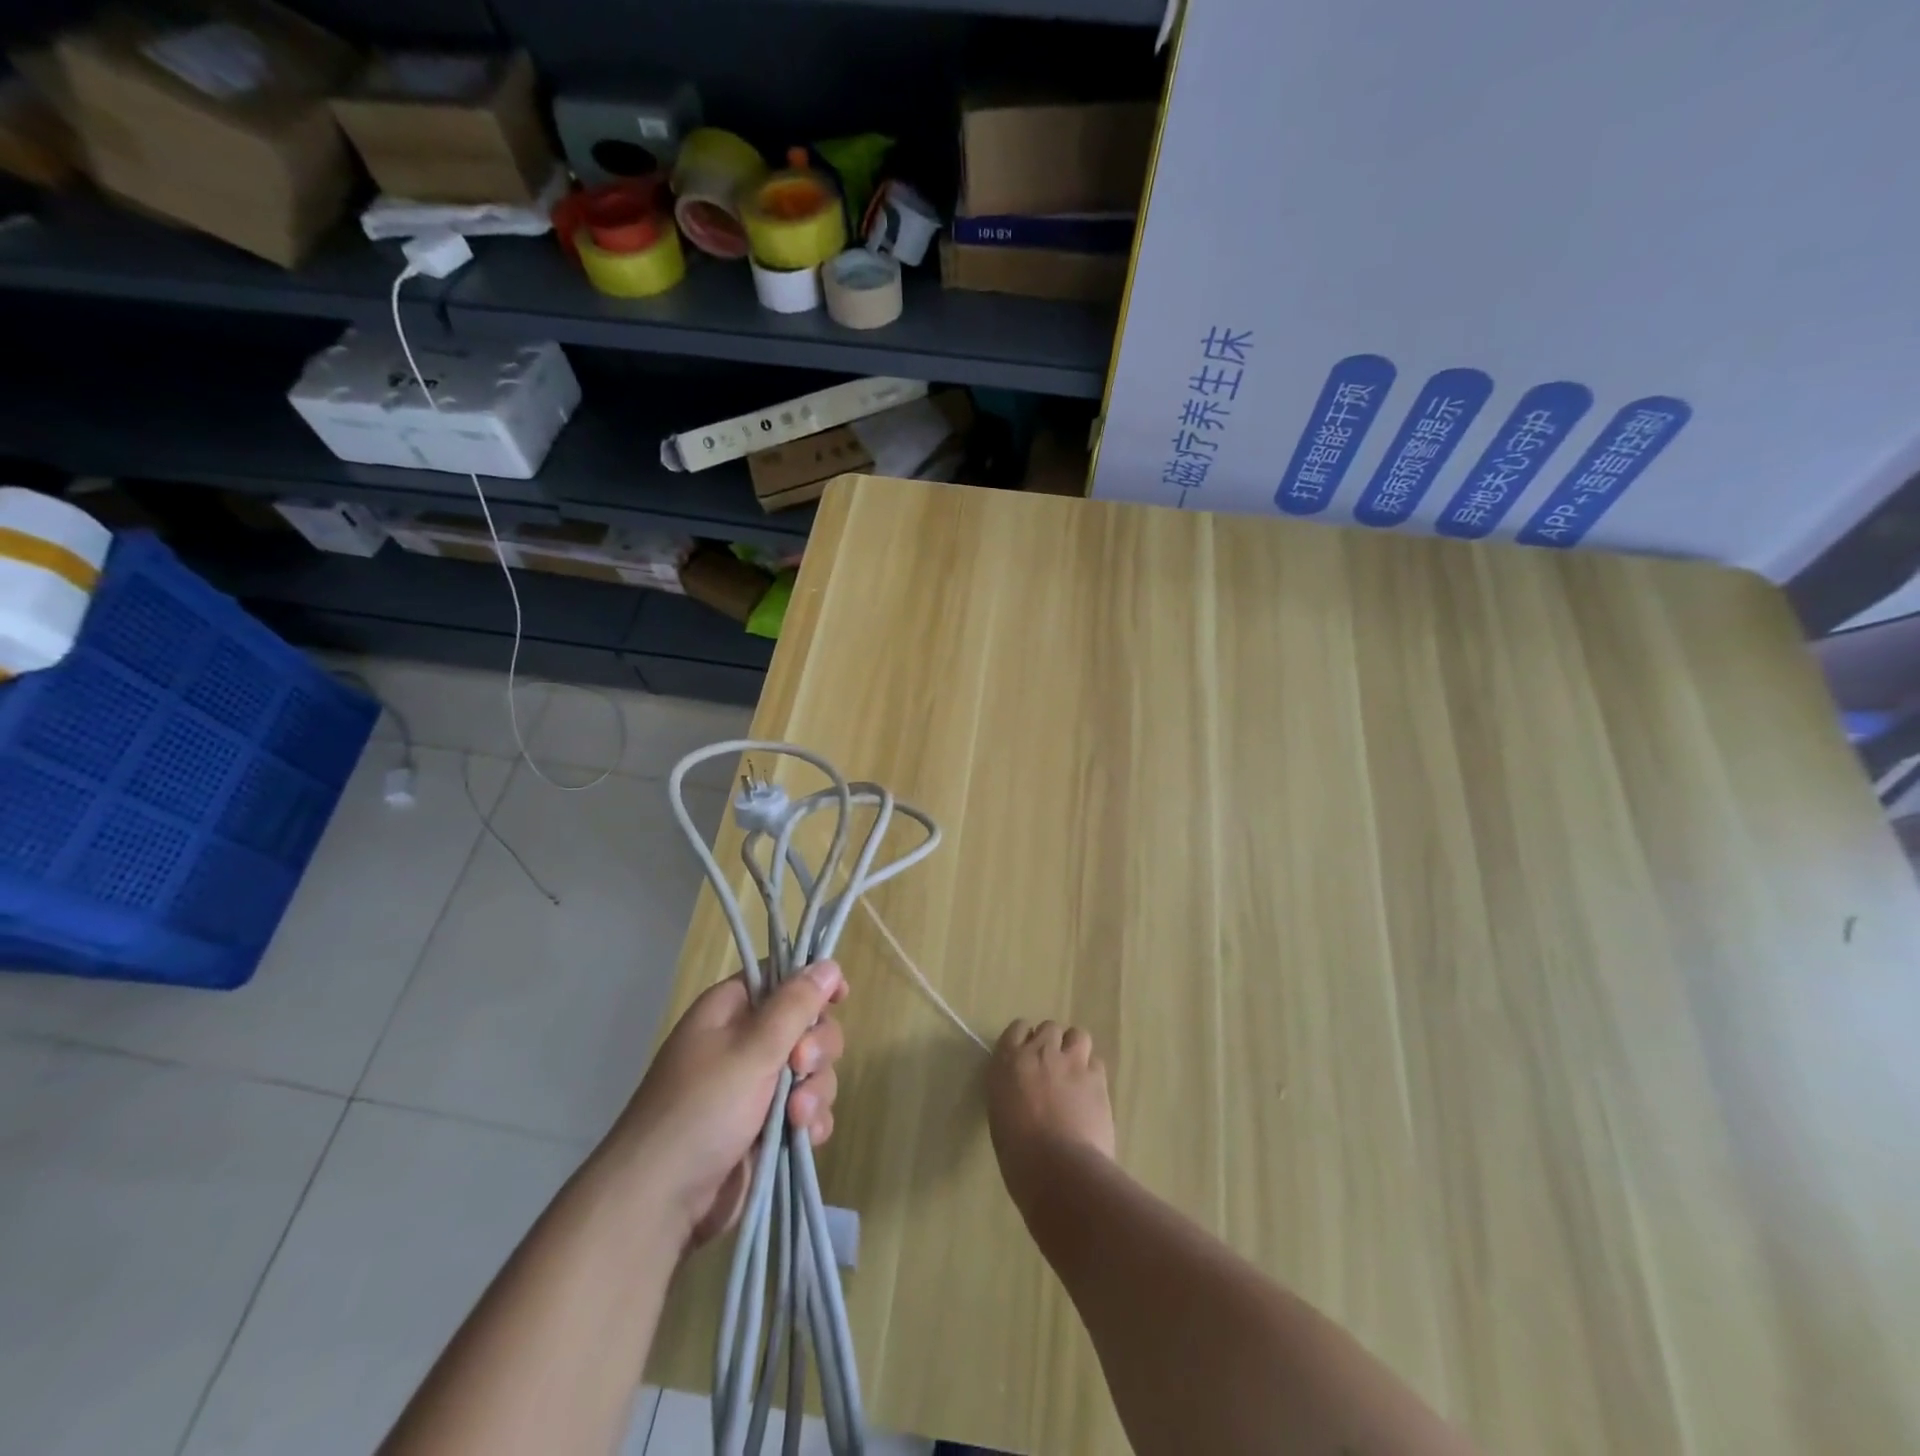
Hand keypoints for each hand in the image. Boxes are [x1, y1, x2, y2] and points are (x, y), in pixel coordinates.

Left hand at [608, 961, 847, 1249]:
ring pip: (811, 1070)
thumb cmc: (701, 1110)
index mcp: (732, 1011)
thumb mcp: (751, 1050)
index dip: (813, 983)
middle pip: (806, 1024)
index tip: (840, 997)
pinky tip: (805, 1137)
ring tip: (796, 1117)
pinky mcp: (767, 1127)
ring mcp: (757, 1087)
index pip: (782, 977)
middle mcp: (746, 1042)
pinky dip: (811, 1120)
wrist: (661, 1203)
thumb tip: (828, 964)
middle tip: (800, 1067)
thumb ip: (795, 1006)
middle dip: (816, 1047)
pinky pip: (807, 1109)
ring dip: (815, 1090)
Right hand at [986, 1019, 1115, 1214]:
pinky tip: (1090, 1093)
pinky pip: (1096, 1062)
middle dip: (1052, 1043)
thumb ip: (1011, 1091)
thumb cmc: (1018, 1154)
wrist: (1058, 1168)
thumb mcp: (1001, 1115)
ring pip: (1077, 1035)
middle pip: (1049, 1028)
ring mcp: (1071, 1062)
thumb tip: (1023, 1092)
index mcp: (1008, 1062)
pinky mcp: (1097, 1078)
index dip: (1025, 1040)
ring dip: (1075, 1049)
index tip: (1027, 1056)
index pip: (1017, 1029)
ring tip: (1074, 1073)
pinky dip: (1092, 1073)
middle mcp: (1039, 1052)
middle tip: (1052, 1068)